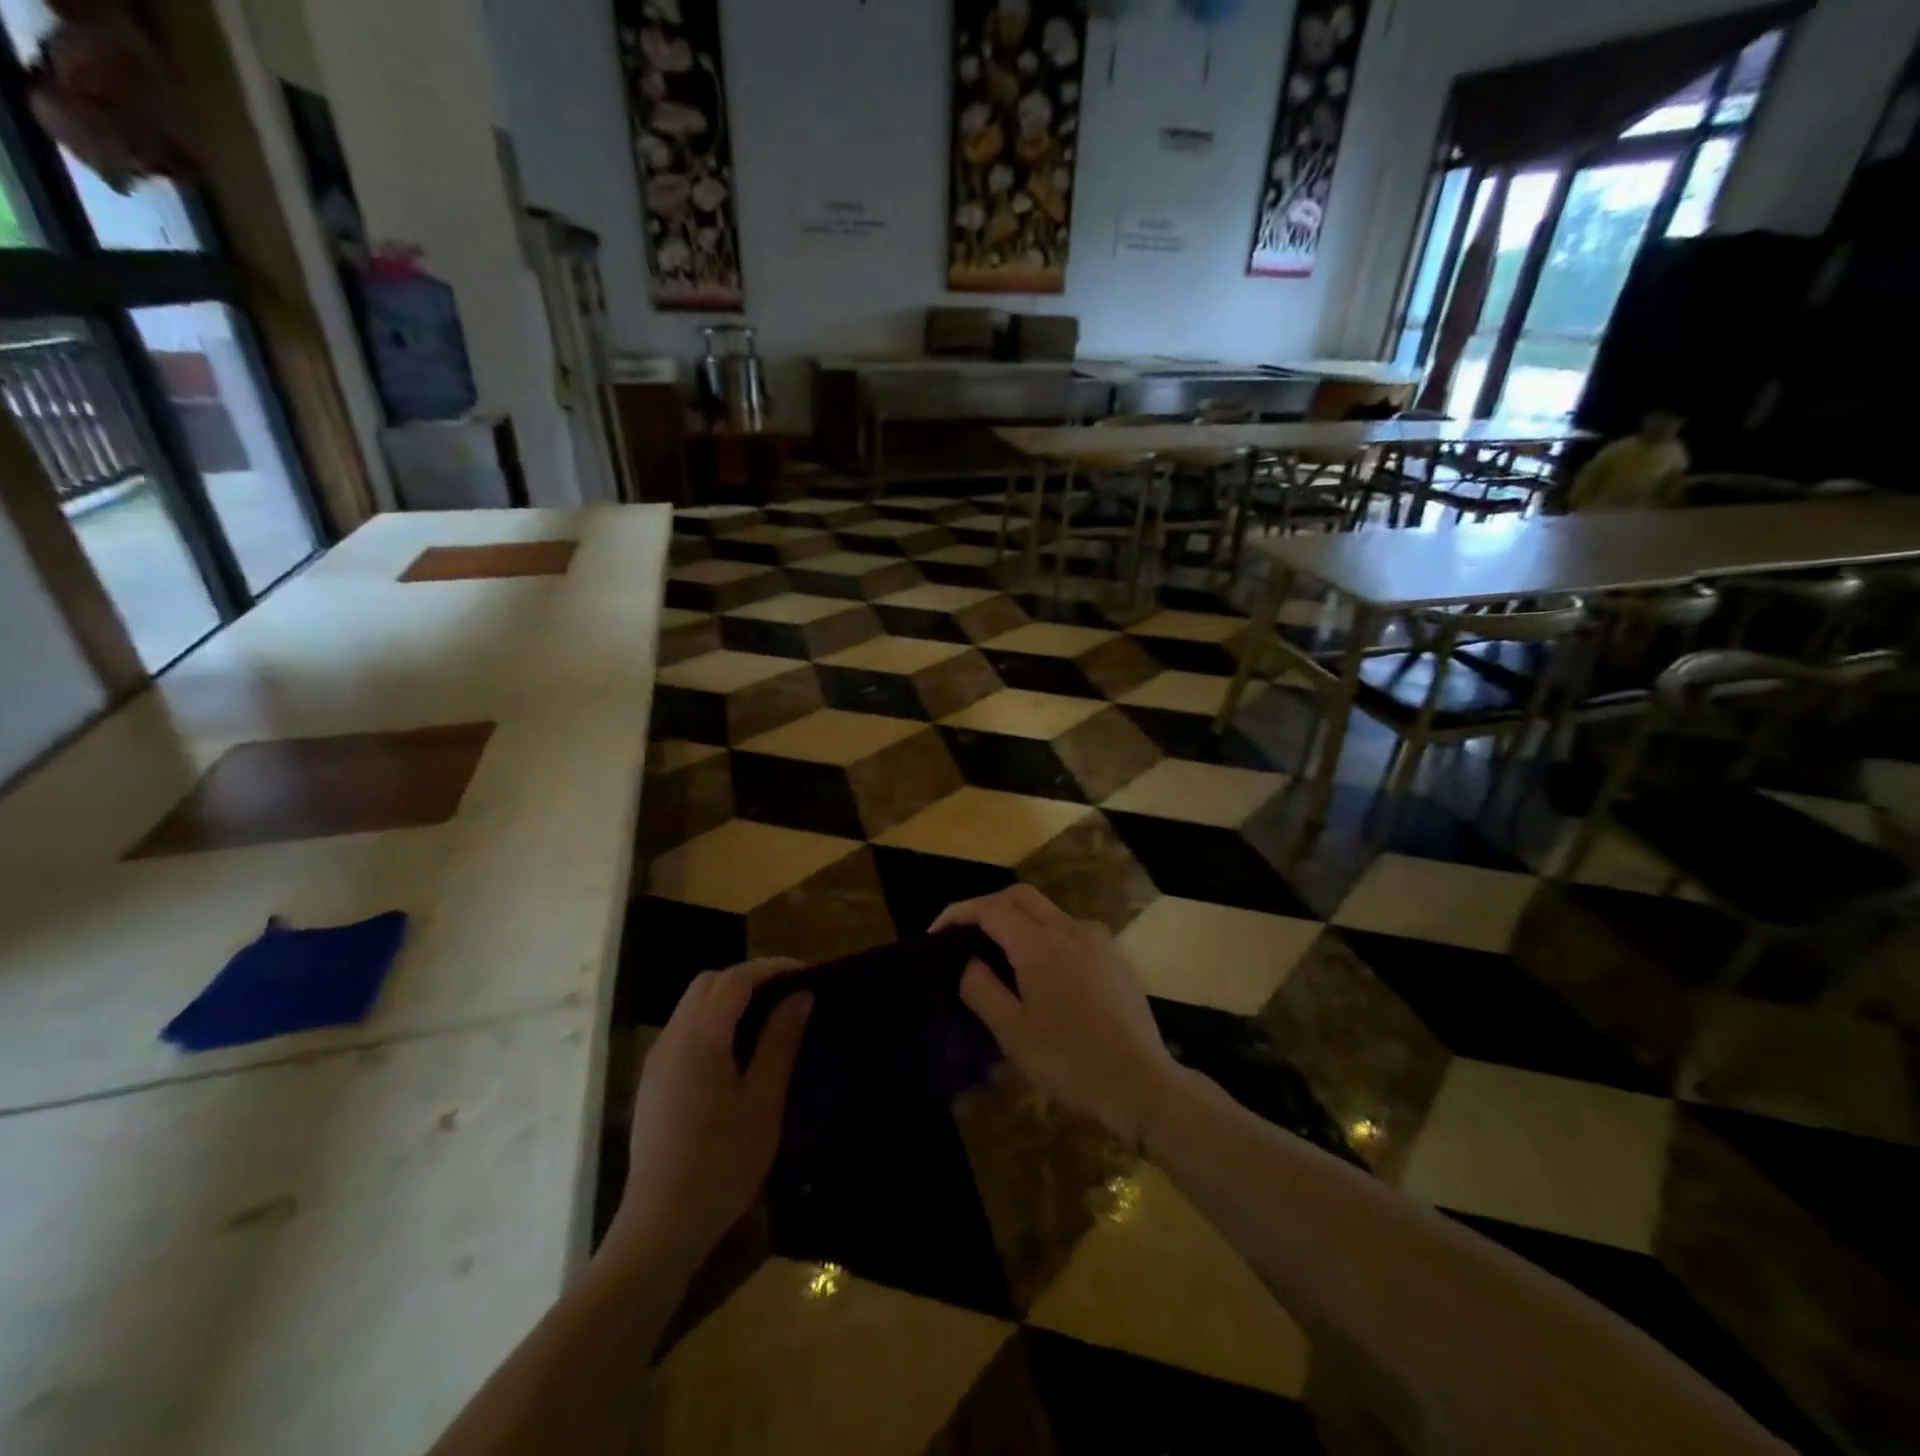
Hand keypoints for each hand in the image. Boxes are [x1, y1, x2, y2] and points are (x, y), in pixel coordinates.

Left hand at [605, 959, 811, 1271]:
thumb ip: (779, 1041)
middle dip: (749, 977)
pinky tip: (738, 1049)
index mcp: (699, 1038)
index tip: (806, 973)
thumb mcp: (763, 1101)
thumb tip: (800, 995)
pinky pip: (685, 1029)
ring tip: (769, 1017)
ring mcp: (657, 1060)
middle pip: (708, 983)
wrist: (661, 1227)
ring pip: (693, 1004)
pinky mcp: (654, 1081)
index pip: (735, 979)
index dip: (771, 968)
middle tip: (788, 993)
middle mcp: (671, 1039)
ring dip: (730, 998)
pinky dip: (713, 1020)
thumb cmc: (722, 1164)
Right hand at [934, 885, 1184, 1144]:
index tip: (937, 933)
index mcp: (1039, 943)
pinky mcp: (1115, 955)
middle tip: (965, 934)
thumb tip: (966, 961)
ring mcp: (1097, 939)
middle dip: (988, 906)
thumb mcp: (1012, 1031)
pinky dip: (1046, 935)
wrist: (1140, 1082)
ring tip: (1000, 954)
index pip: (990, 908)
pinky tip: (1043, 971)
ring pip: (1048, 911)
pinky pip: (1071, 930)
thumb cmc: (1068, 1060)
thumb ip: (981, 988)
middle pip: (1020, 896)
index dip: (958, 913)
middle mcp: (1070, 928)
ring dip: (1019, 919)